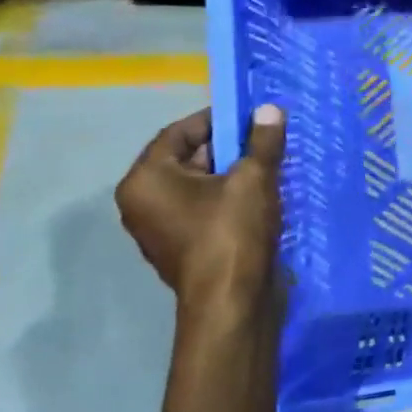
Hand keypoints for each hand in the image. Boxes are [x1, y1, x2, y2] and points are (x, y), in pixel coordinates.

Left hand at [115, 103, 287, 312]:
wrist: (231, 303)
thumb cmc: (232, 232)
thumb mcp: (254, 178)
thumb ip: (262, 140)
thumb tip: (269, 109)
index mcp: (146, 180)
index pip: (179, 132)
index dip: (217, 119)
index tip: (251, 117)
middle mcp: (142, 202)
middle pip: (187, 158)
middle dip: (227, 147)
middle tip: (264, 140)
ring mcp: (158, 228)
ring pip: (197, 185)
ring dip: (230, 173)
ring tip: (267, 166)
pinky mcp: (179, 246)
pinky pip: (201, 208)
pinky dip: (226, 198)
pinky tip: (259, 197)